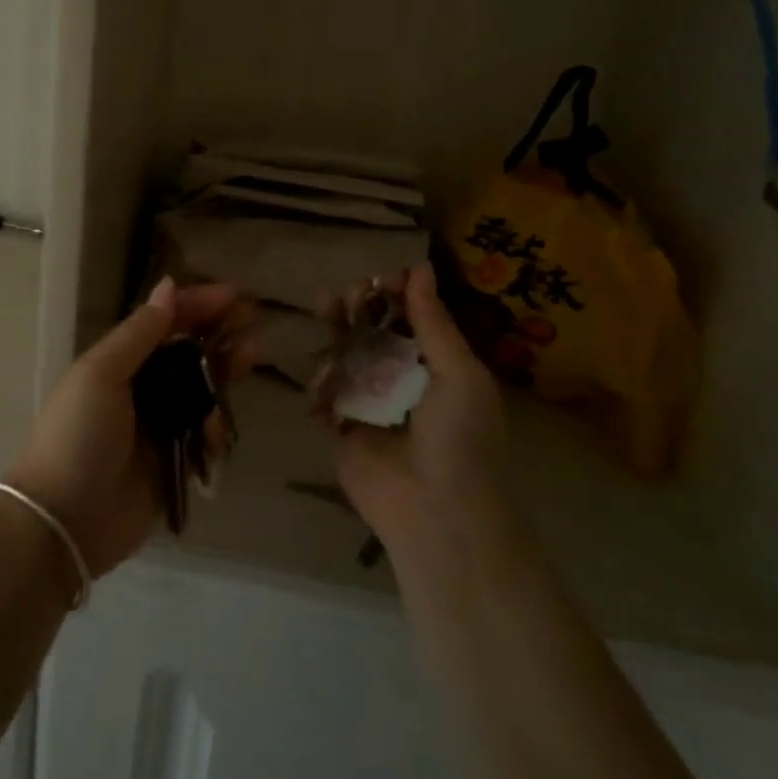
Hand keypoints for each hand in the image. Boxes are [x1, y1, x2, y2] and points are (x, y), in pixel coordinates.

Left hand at [7, 276, 251, 576]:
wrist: (64, 520)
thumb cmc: (78, 435)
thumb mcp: (102, 374)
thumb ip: (139, 333)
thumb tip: (168, 285)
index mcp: (118, 362)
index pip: (163, 322)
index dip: (196, 305)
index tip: (234, 295)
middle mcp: (140, 388)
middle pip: (187, 352)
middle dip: (219, 333)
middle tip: (253, 321)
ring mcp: (158, 426)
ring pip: (201, 389)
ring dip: (224, 372)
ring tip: (250, 357)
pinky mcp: (174, 462)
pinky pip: (204, 434)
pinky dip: (215, 426)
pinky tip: (217, 428)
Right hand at [331, 264, 508, 545]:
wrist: (436, 511)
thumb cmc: (460, 438)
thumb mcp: (459, 373)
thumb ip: (433, 322)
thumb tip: (420, 267)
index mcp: (435, 364)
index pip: (410, 316)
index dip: (395, 293)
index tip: (381, 278)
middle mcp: (398, 377)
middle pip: (371, 329)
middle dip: (360, 306)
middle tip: (351, 294)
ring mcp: (366, 400)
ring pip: (343, 353)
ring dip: (335, 329)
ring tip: (327, 309)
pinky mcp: (338, 423)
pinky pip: (323, 391)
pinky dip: (318, 377)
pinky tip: (320, 367)